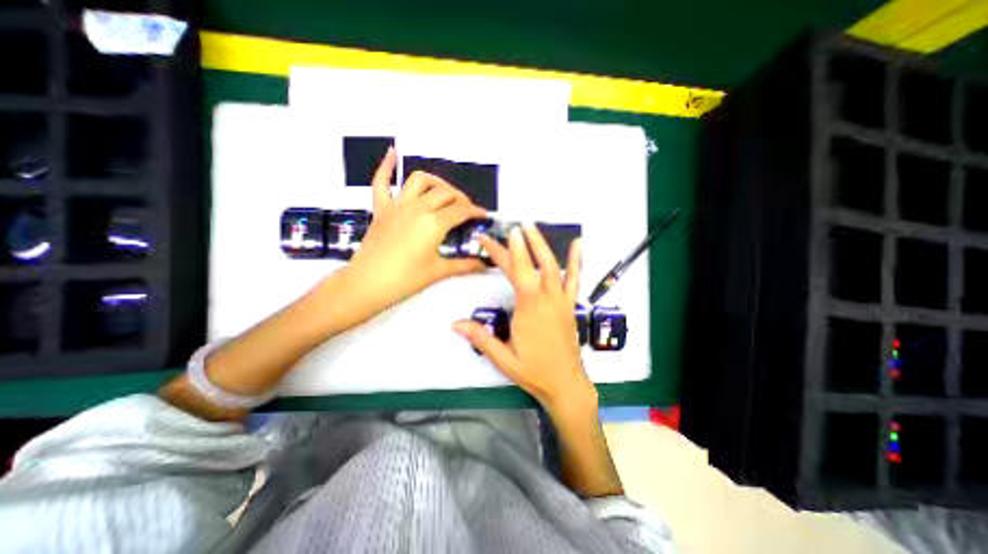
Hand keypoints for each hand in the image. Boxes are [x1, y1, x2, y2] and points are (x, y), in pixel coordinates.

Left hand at [331, 148, 484, 329]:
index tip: (483, 216)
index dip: (475, 212)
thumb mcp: (438, 271)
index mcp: (434, 223)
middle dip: (460, 199)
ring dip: (435, 182)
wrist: (367, 284)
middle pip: (445, 194)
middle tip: (466, 210)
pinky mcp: (381, 209)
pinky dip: (386, 166)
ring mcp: (397, 206)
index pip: (461, 211)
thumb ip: (464, 265)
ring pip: (420, 181)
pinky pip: (380, 182)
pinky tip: (393, 152)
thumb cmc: (405, 279)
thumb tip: (484, 265)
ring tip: (443, 191)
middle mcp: (418, 208)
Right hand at [452, 223, 598, 412]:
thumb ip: (481, 339)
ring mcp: (561, 300)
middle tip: (511, 227)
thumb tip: (456, 324)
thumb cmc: (534, 371)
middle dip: (520, 244)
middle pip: (531, 265)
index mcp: (529, 309)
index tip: (494, 237)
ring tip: (533, 227)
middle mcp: (547, 299)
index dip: (505, 252)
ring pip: (553, 266)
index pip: (516, 272)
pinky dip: (576, 260)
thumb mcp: (503, 359)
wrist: (566, 384)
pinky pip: (574, 279)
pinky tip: (578, 244)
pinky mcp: (569, 305)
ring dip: (542, 245)